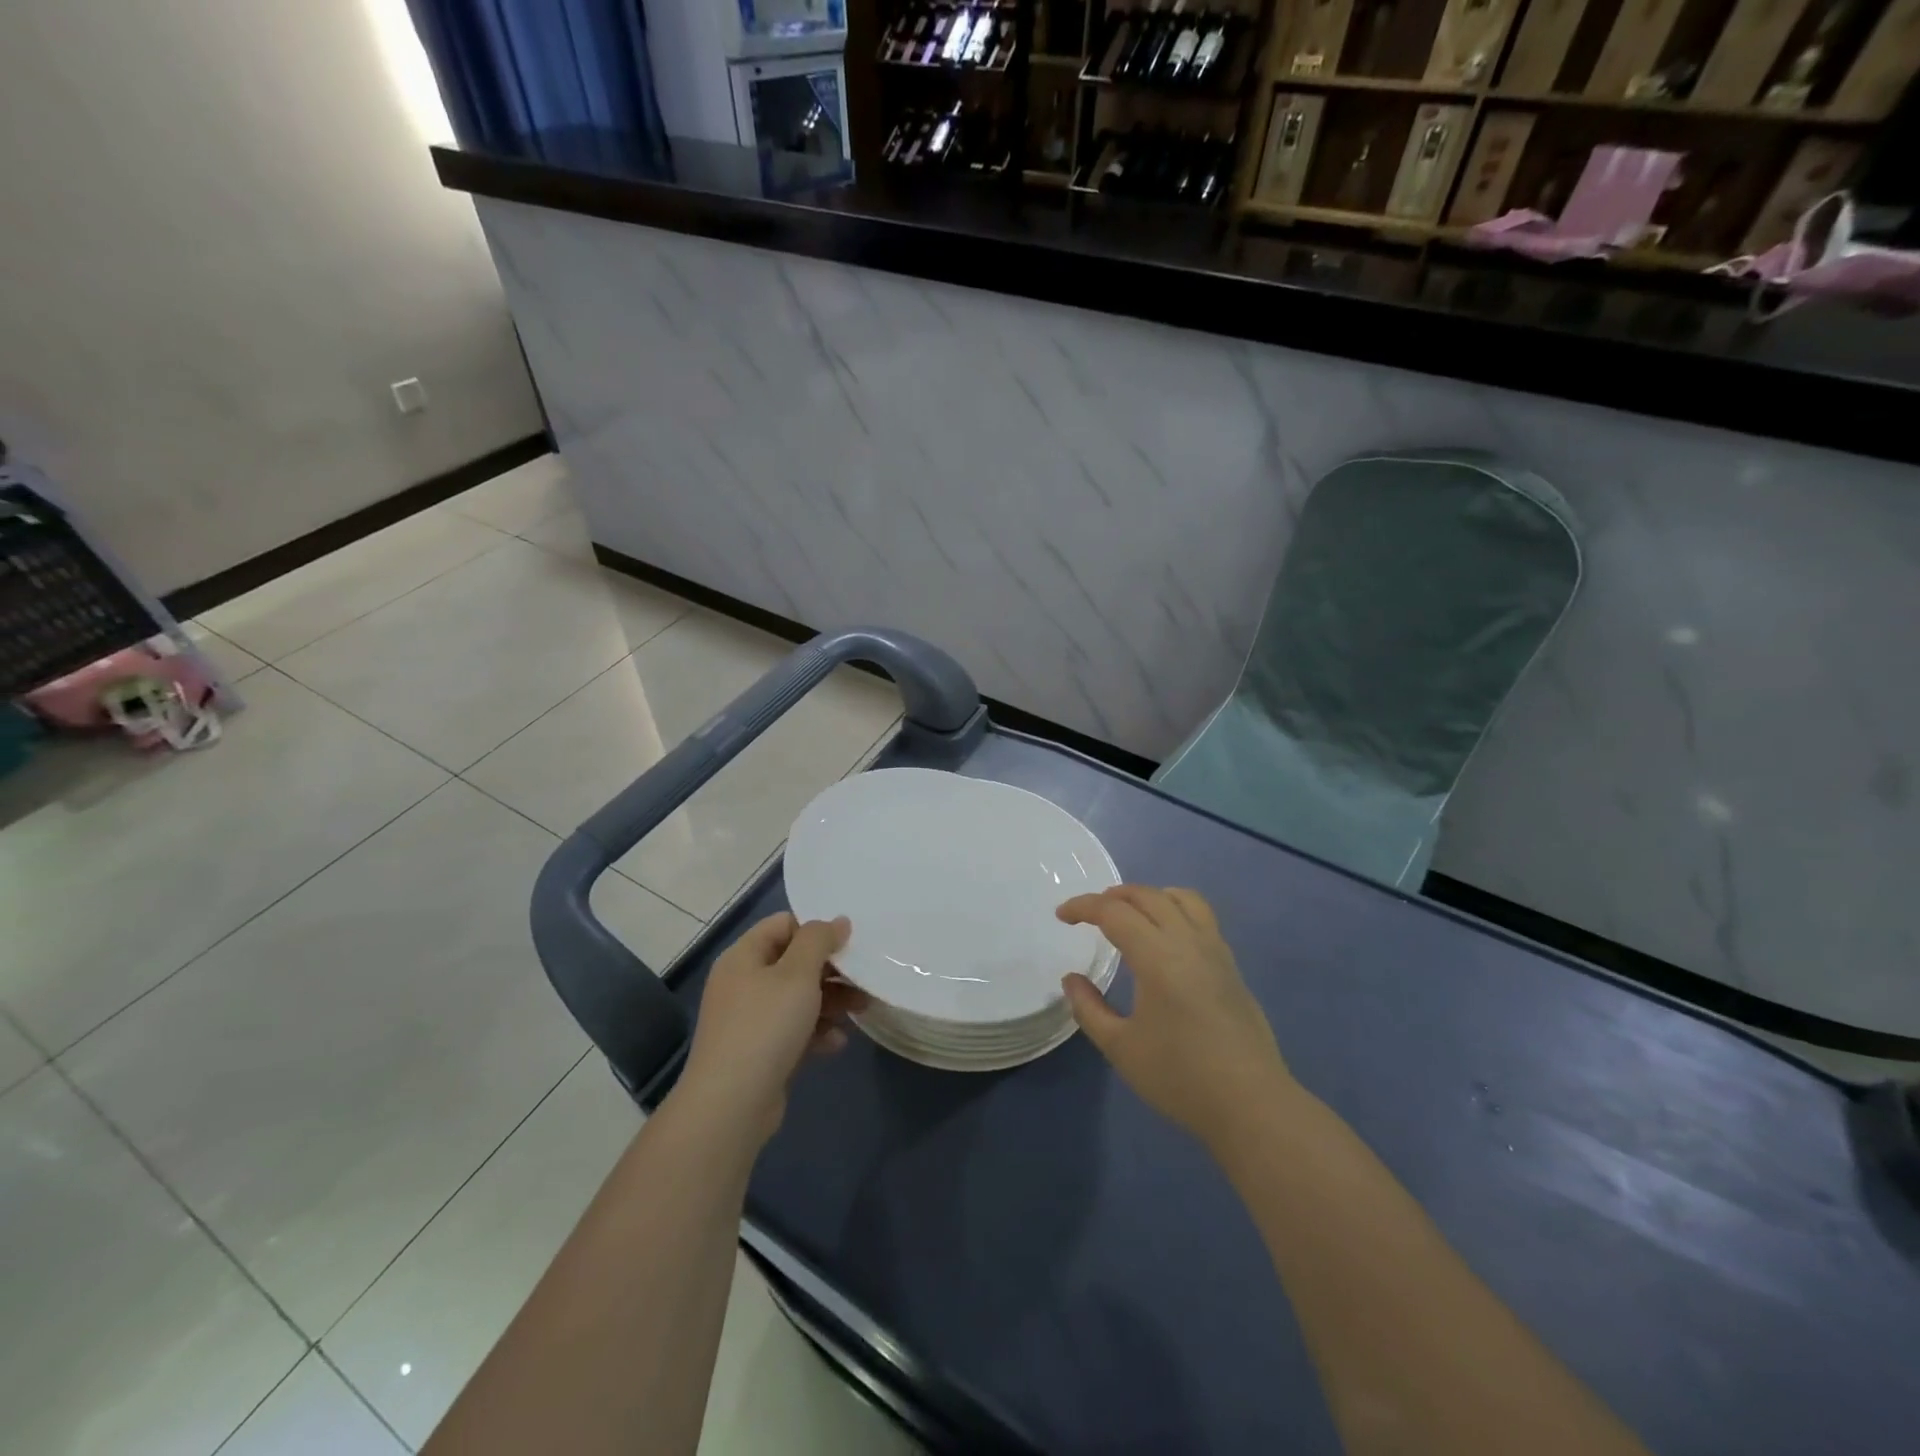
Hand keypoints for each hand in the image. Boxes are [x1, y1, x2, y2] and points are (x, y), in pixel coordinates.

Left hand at [679, 913, 865, 1144]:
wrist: (731, 1106)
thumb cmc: (765, 1027)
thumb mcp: (797, 974)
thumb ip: (819, 940)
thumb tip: (838, 921)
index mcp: (744, 956)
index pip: (783, 924)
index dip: (816, 929)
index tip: (848, 943)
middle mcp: (743, 983)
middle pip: (794, 962)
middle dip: (831, 970)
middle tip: (863, 979)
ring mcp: (750, 1020)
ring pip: (798, 998)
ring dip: (830, 1002)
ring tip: (860, 1010)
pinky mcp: (760, 1052)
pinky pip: (793, 1030)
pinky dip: (816, 1032)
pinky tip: (837, 1043)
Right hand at [1058, 886, 1293, 1148]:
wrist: (1252, 1104)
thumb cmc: (1180, 1077)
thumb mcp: (1121, 1048)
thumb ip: (1089, 1008)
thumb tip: (1071, 979)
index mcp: (1157, 956)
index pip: (1114, 911)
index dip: (1083, 906)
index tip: (1061, 916)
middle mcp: (1188, 941)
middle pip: (1147, 896)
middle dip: (1112, 896)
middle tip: (1088, 914)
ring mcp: (1215, 950)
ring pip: (1181, 898)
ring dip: (1148, 896)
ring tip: (1129, 914)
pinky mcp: (1231, 965)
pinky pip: (1201, 916)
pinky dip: (1174, 909)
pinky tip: (1165, 938)